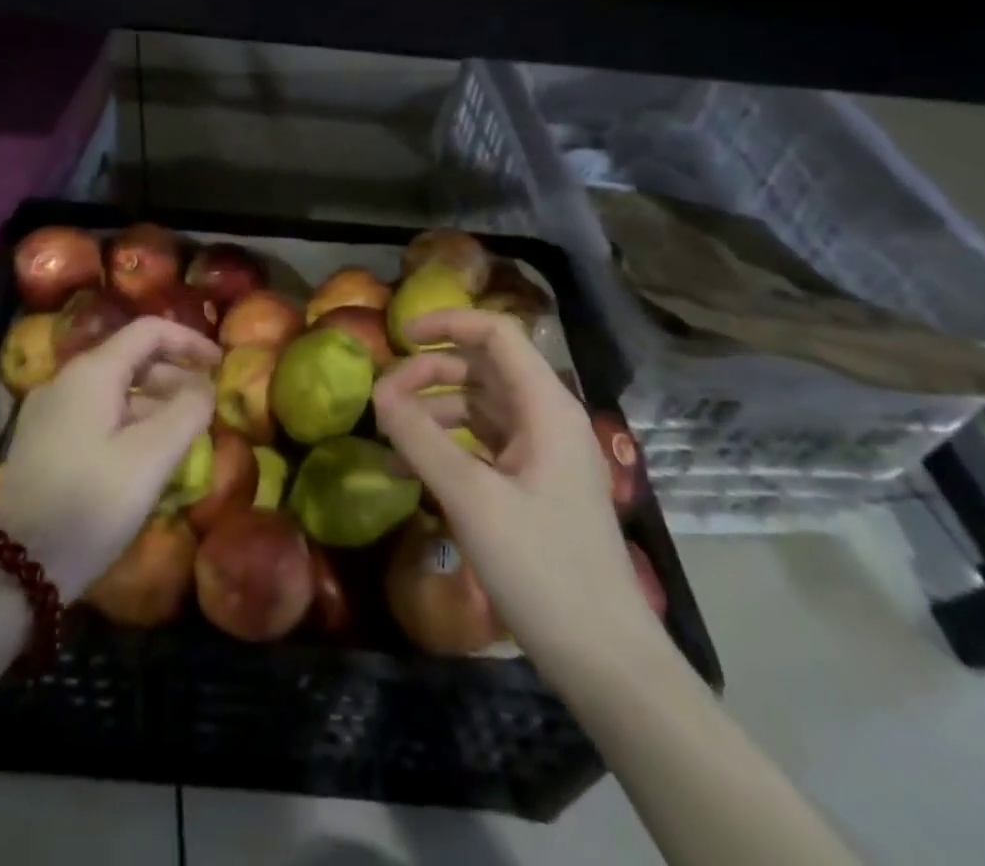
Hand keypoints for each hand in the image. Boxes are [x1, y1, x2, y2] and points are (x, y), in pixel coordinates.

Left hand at [0, 317, 217, 596]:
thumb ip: (187, 412)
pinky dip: (130, 421)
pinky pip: (97, 414)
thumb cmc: (92, 502)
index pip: (148, 331)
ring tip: (184, 435)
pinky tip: (146, 456)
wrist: (16, 566)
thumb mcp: (151, 457)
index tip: (220, 365)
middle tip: (206, 406)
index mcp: (92, 372)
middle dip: (174, 375)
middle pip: (131, 358)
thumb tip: (205, 388)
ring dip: (154, 402)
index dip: (189, 341)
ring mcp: (51, 411)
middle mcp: (67, 380)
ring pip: (114, 389)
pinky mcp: (44, 441)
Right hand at [373, 309, 663, 666]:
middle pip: (483, 367)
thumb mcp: (471, 499)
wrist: (606, 661)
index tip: (399, 337)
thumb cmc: (542, 568)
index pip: (496, 333)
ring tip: (389, 434)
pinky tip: (409, 471)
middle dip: (430, 372)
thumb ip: (420, 439)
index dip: (447, 323)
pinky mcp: (534, 486)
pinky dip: (446, 446)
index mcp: (546, 406)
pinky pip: (483, 446)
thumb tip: (378, 392)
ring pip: (479, 406)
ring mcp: (543, 454)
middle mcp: (547, 419)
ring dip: (433, 411)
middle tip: (383, 396)